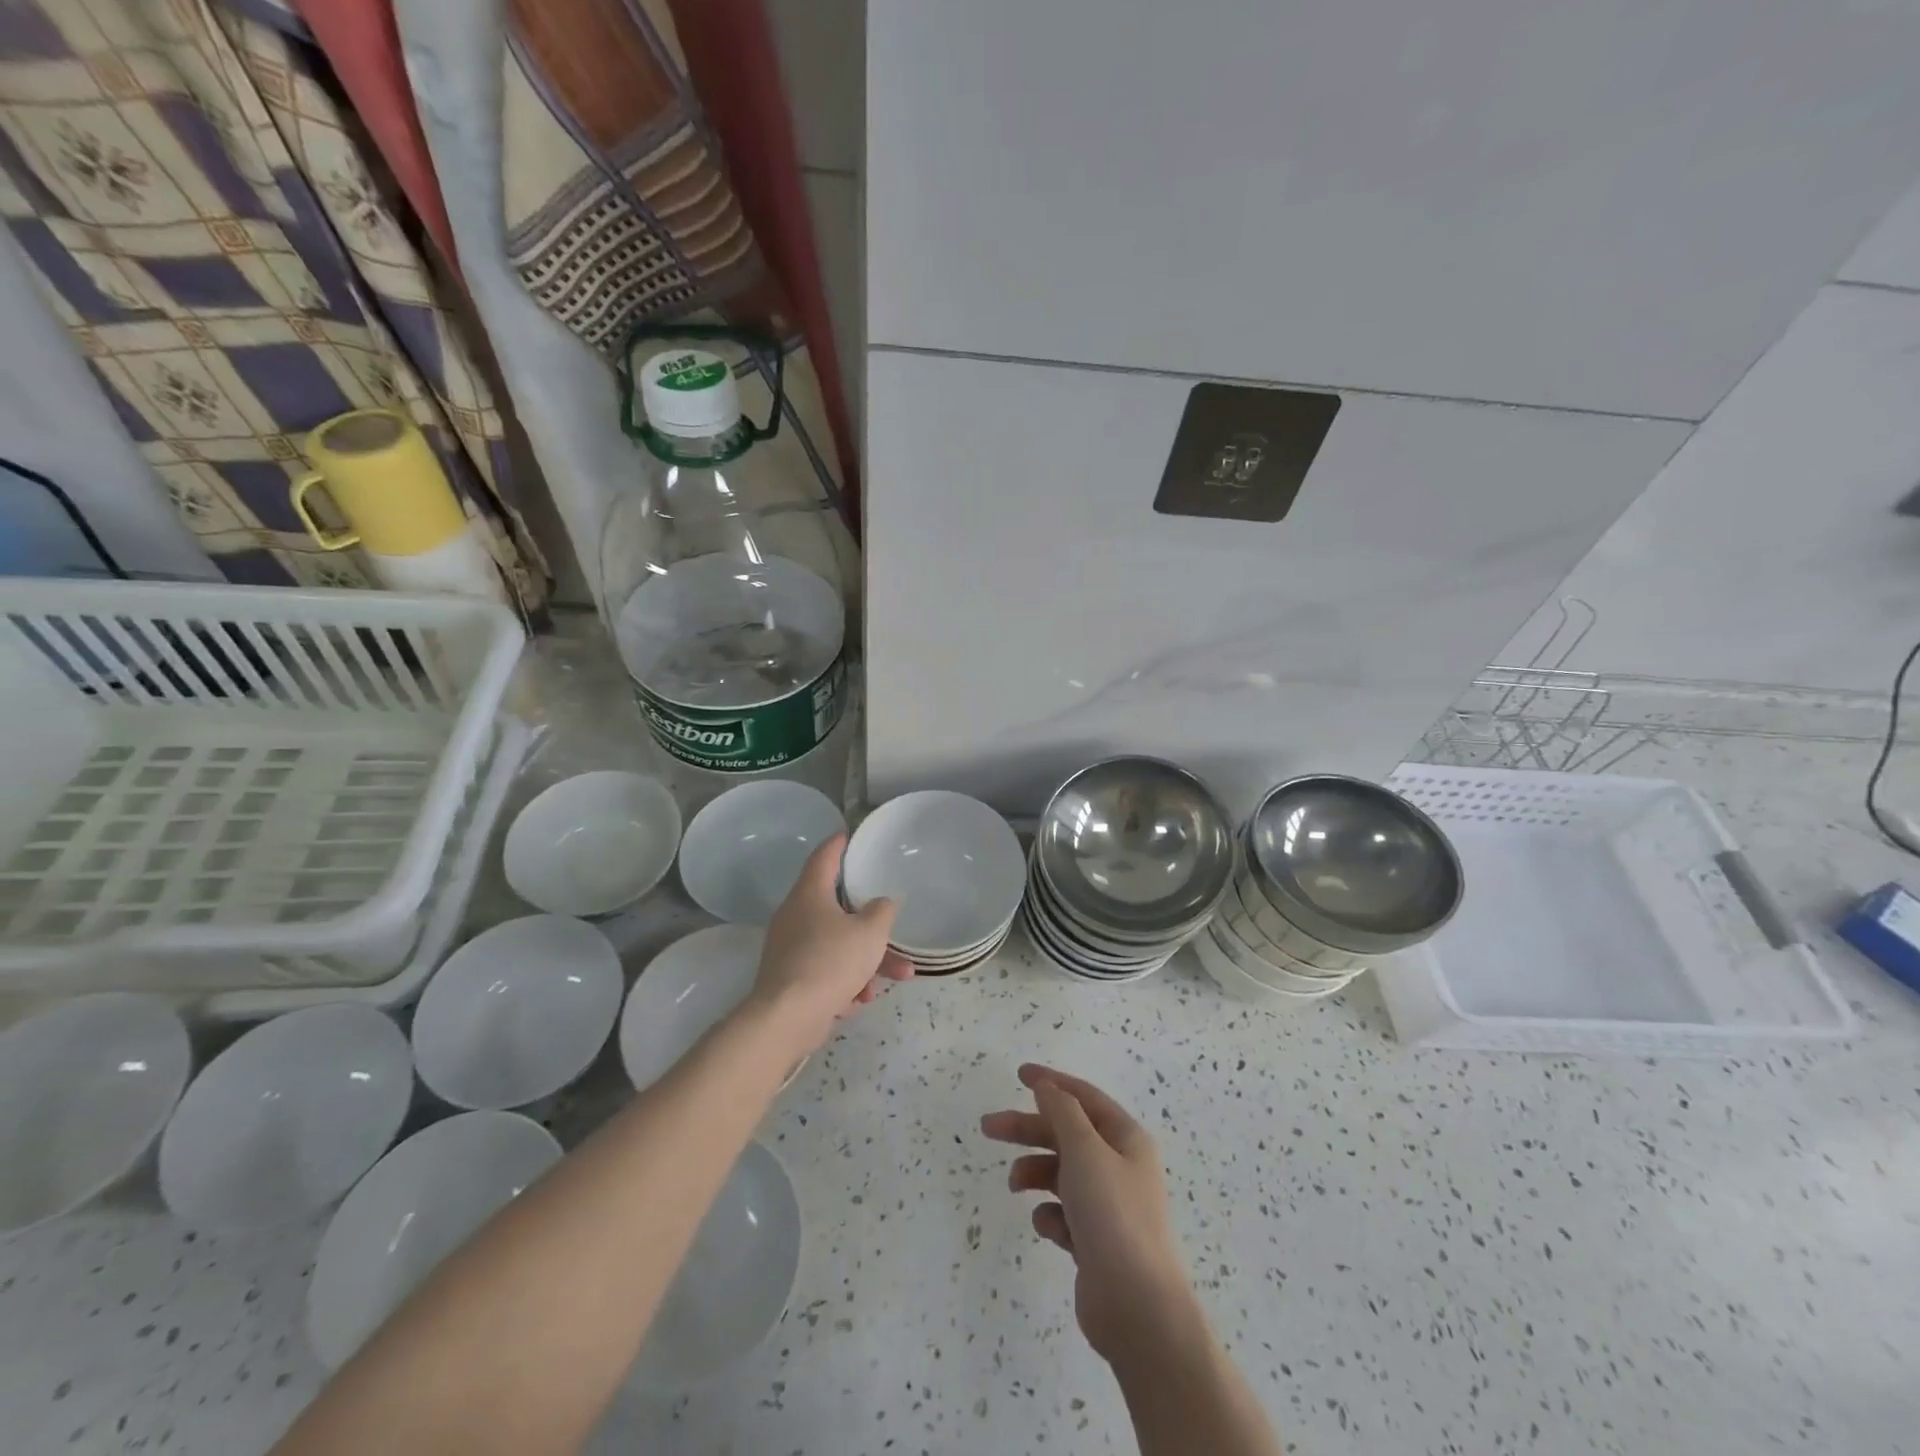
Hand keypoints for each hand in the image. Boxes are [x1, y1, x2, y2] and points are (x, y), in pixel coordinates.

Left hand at [744, 833, 912, 1055]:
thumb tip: (880, 904)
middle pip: (839, 907)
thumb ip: (882, 912)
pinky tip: (862, 999)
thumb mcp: (870, 932)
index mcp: (810, 893)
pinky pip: (826, 968)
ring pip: (837, 942)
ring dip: (867, 958)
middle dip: (872, 923)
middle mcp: (795, 914)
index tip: (850, 836)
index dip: (839, 844)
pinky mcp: (789, 977)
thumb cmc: (830, 961)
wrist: (786, 1018)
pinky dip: (847, 978)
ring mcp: (790, 947)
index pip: (825, 856)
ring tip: (899, 977)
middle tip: (893, 926)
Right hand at [982, 1064, 1195, 1363]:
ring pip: (1061, 1174)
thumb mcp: (1084, 1150)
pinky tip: (1048, 1226)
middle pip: (1066, 1135)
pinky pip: (1064, 1215)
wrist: (1138, 1308)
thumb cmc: (1113, 1215)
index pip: (1084, 1098)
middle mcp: (1120, 1167)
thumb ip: (1062, 1112)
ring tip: (1014, 1185)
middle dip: (1028, 1130)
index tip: (1019, 1074)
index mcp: (1126, 1139)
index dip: (1052, 1082)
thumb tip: (1047, 1087)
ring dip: (1035, 1173)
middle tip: (988, 1127)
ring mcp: (1108, 1206)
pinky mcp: (1096, 1242)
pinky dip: (1050, 1215)